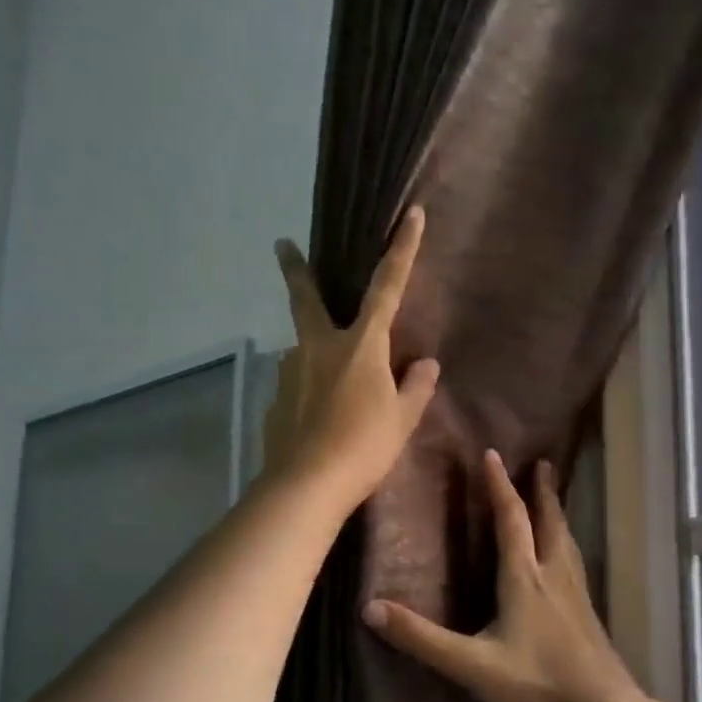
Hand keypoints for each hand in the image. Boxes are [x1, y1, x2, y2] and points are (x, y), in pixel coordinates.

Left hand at [262, 207, 439, 512]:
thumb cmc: (364, 447)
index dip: (402, 251)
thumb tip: (427, 365)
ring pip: (301, 348)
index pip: (387, 288)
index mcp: (359, 345)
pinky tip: (315, 419)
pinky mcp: (274, 400)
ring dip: (312, 351)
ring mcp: (290, 372)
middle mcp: (318, 347)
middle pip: (306, 298)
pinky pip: (295, 385)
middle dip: (295, 269)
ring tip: (330, 386)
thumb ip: (415, 388)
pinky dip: (306, 391)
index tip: (410, 215)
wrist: (307, 485)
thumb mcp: (401, 420)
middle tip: (281, 244)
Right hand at [361, 450, 638, 701]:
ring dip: (558, 516)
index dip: (500, 486)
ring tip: (555, 503)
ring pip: (567, 543)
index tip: (493, 455)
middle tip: (543, 464)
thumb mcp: (471, 665)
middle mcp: (554, 577)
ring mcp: (577, 597)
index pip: (511, 520)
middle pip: (549, 523)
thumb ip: (422, 638)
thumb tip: (369, 609)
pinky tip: (568, 563)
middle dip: (542, 492)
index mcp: (525, 579)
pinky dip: (567, 546)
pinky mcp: (589, 617)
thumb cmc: (537, 685)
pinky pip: (576, 565)